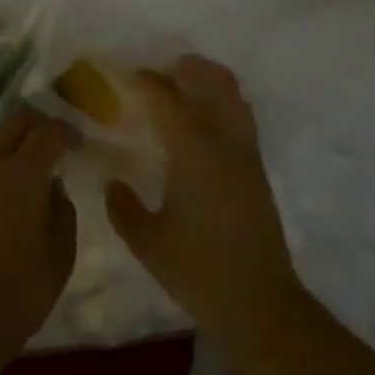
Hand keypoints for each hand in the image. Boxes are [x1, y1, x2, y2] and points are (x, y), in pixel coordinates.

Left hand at [0, 110, 77, 374]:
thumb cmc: (13, 294)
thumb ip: (62, 212)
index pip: (47, 132)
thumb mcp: (59, 257)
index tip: (76, 145)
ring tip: (19, 164)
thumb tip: (52, 189)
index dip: (66, 132)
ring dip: (6, 140)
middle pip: (14, 123)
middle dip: (37, 128)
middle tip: (52, 147)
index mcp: (21, 173)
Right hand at [106, 56, 304, 366]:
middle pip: (210, 82)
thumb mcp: (148, 243)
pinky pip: (241, 117)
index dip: (146, 81)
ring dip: (208, 81)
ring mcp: (246, 153)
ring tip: (183, 86)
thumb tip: (112, 181)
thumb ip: (123, 207)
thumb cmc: (200, 272)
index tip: (126, 76)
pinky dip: (223, 103)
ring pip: (233, 95)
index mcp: (194, 151)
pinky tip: (204, 122)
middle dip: (184, 69)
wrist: (262, 305)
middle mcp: (224, 141)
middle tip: (157, 74)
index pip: (167, 99)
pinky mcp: (258, 169)